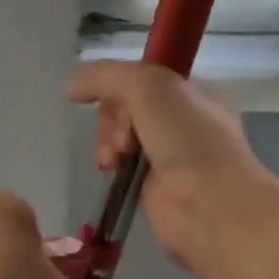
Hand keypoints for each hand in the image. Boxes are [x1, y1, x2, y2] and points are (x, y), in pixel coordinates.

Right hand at [68, 61, 269, 266]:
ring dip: (108, 142)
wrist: (207, 203)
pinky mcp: (153, 185)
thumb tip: (71, 87)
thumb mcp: (147, 86)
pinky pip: (122, 165)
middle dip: (113, 119)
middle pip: (126, 106)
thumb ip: (105, 76)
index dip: (119, 85)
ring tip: (114, 160)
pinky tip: (113, 171)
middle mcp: (183, 119)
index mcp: (193, 90)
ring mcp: (169, 154)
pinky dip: (113, 166)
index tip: (110, 99)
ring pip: (121, 135)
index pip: (142, 76)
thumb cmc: (186, 137)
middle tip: (122, 139)